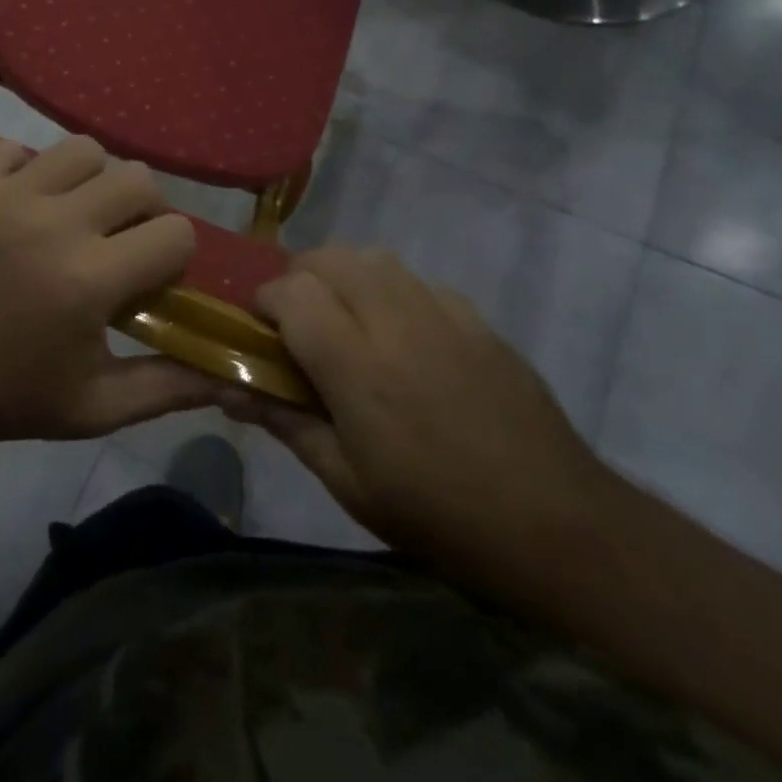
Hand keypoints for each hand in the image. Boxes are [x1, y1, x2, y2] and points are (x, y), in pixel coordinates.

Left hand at [0, 135, 216, 449]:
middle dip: (142, 209)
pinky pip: (14, 148)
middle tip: (118, 238)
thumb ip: (168, 387)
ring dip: (90, 180)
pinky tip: (19, 204)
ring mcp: (2, 196)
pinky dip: (27, 170)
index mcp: (89, 280)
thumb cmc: (9, 396)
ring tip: (71, 213)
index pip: (175, 233)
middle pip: (137, 178)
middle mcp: (52, 225)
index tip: (148, 277)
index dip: (172, 256)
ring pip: (80, 150)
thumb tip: (230, 376)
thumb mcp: (95, 408)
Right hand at [230, 247, 613, 591]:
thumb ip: (284, 421)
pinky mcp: (475, 316)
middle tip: (297, 324)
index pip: (291, 292)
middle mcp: (394, 319)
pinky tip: (402, 336)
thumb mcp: (347, 482)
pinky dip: (390, 290)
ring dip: (343, 275)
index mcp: (356, 364)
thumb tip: (224, 388)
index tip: (260, 333)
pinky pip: (416, 280)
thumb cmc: (438, 515)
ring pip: (372, 257)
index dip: (263, 302)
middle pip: (329, 258)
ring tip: (344, 320)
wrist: (556, 524)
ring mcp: (441, 311)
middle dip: (299, 278)